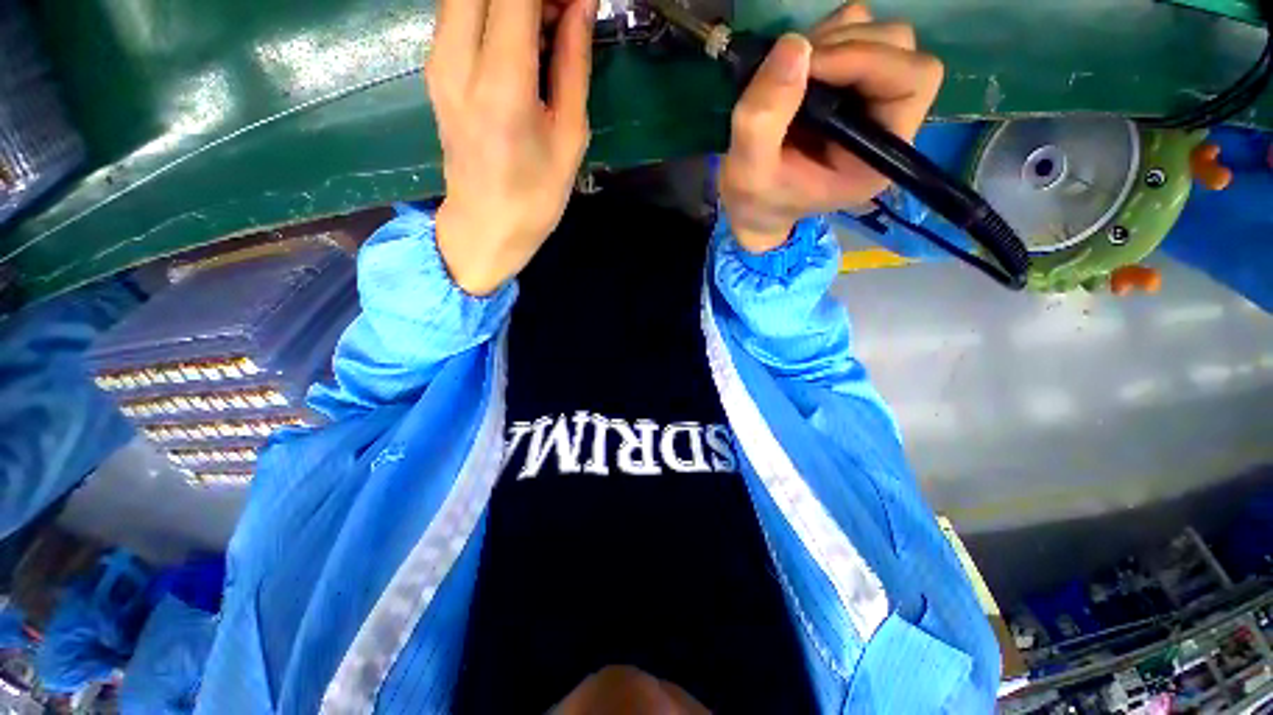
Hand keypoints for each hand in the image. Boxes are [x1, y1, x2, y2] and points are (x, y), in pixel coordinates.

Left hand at [427, 0, 595, 295]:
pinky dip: (494, 11)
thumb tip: (582, 5)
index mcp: (501, 85)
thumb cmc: (536, 196)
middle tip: (563, 12)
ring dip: (512, 1)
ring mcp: (438, 61)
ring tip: (549, 24)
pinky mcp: (434, 66)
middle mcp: (457, 60)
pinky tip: (524, 37)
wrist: (485, 226)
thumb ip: (573, 63)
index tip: (576, 4)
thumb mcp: (570, 137)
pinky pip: (461, 12)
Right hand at [719, 3, 943, 253]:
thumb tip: (793, 44)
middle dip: (843, 47)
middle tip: (792, 71)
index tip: (808, 66)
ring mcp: (872, 95)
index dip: (866, 58)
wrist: (755, 205)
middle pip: (898, 46)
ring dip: (829, 40)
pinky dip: (822, 38)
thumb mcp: (751, 173)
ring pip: (875, 32)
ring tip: (787, 77)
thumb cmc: (759, 200)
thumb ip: (764, 120)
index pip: (912, 80)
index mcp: (880, 154)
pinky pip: (852, 30)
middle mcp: (889, 119)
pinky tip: (795, 71)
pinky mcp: (850, 80)